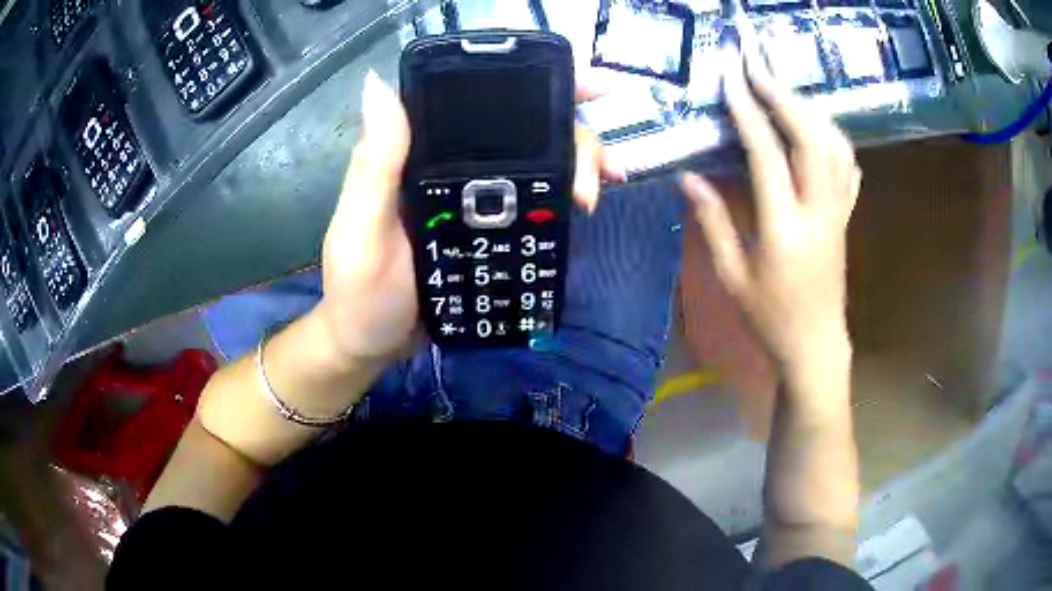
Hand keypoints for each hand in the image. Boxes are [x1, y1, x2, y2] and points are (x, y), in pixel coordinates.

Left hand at [316, 70, 624, 363]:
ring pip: (536, 166)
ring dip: (577, 168)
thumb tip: (379, 82)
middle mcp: (451, 168)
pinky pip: (534, 206)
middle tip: (600, 172)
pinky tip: (583, 209)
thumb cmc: (360, 293)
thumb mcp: (363, 229)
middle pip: (523, 133)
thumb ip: (374, 165)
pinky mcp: (489, 234)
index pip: (479, 102)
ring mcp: (474, 202)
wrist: (372, 347)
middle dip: (572, 139)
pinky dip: (562, 202)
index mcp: (419, 155)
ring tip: (598, 192)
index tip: (586, 90)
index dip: (532, 86)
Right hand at [681, 58, 860, 374]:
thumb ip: (712, 221)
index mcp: (784, 228)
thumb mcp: (733, 276)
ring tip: (781, 87)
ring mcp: (839, 211)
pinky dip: (830, 135)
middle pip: (810, 137)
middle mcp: (818, 211)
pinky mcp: (847, 215)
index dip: (748, 109)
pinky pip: (846, 164)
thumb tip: (689, 176)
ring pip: (833, 144)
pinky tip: (815, 124)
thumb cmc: (770, 317)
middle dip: (782, 93)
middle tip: (757, 63)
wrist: (816, 344)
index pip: (767, 153)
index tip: (731, 76)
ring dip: (807, 108)